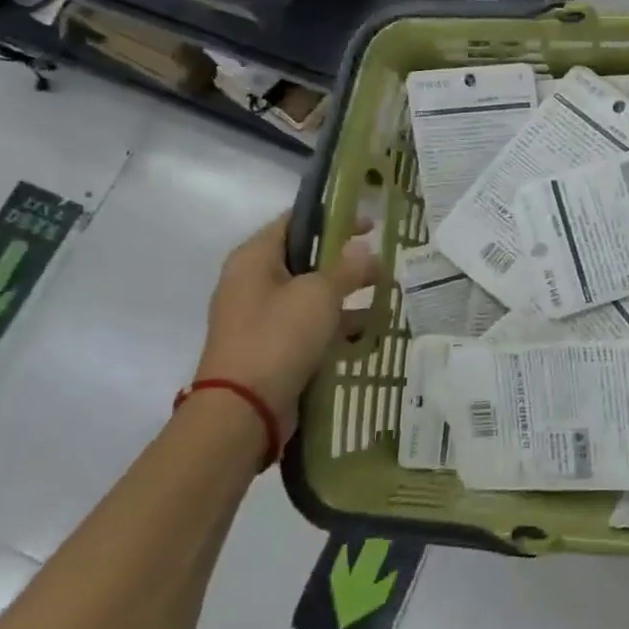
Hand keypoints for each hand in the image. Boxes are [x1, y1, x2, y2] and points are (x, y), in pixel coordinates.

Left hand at [194, 213, 379, 429]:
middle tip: (382, 262)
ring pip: (311, 294)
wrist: (242, 411)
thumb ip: (346, 267)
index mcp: (254, 258)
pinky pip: (309, 326)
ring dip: (346, 294)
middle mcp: (252, 282)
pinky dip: (336, 325)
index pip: (295, 221)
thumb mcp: (319, 294)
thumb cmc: (278, 338)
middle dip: (346, 260)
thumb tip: (363, 248)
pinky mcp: (272, 348)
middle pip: (306, 258)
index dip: (334, 216)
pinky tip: (369, 331)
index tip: (370, 223)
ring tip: (385, 296)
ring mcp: (260, 317)